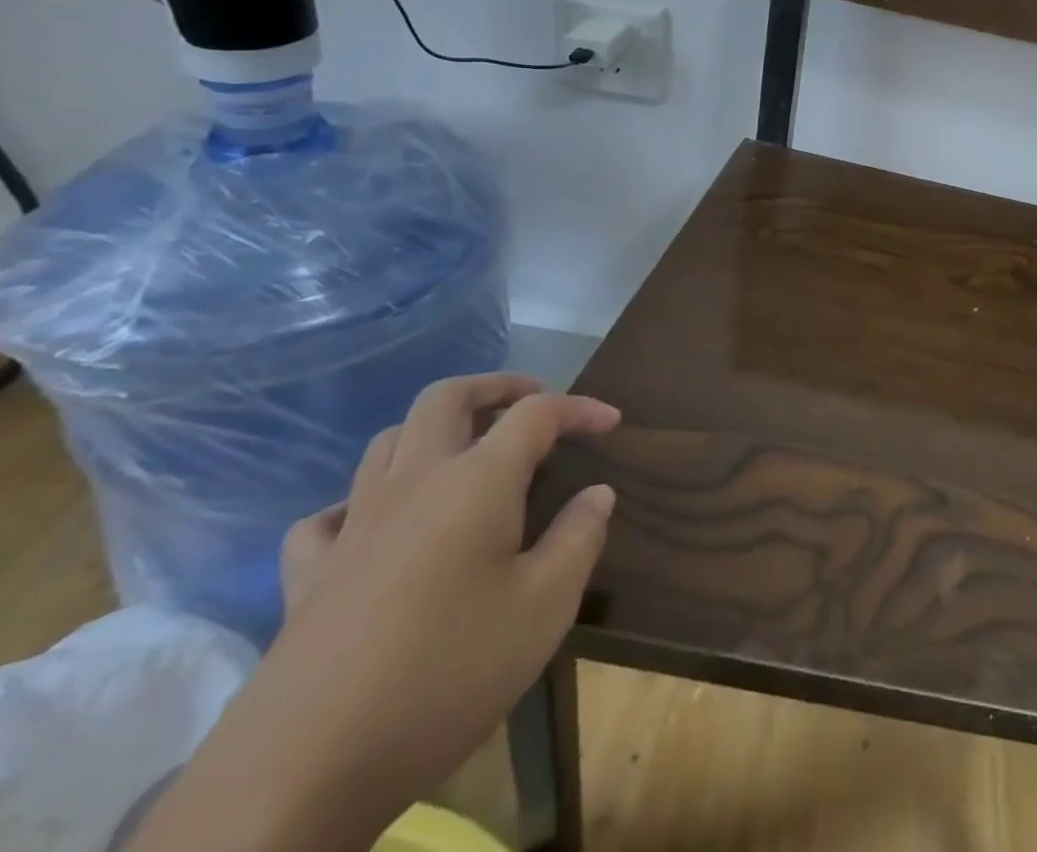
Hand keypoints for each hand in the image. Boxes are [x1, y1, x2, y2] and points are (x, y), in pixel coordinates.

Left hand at [133, 373, 619, 851]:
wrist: (300, 774)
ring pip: (387, 441)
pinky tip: (379, 525)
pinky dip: (361, 501)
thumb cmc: (446, 673)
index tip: (612, 423)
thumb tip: (597, 494)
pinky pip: (329, 514)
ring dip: (433, 429)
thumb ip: (579, 538)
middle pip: (445, 398)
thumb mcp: (544, 607)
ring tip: (467, 449)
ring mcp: (352, 527)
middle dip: (494, 387)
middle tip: (531, 400)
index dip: (579, 407)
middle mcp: (413, 484)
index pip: (536, 414)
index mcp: (476, 481)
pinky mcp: (305, 578)